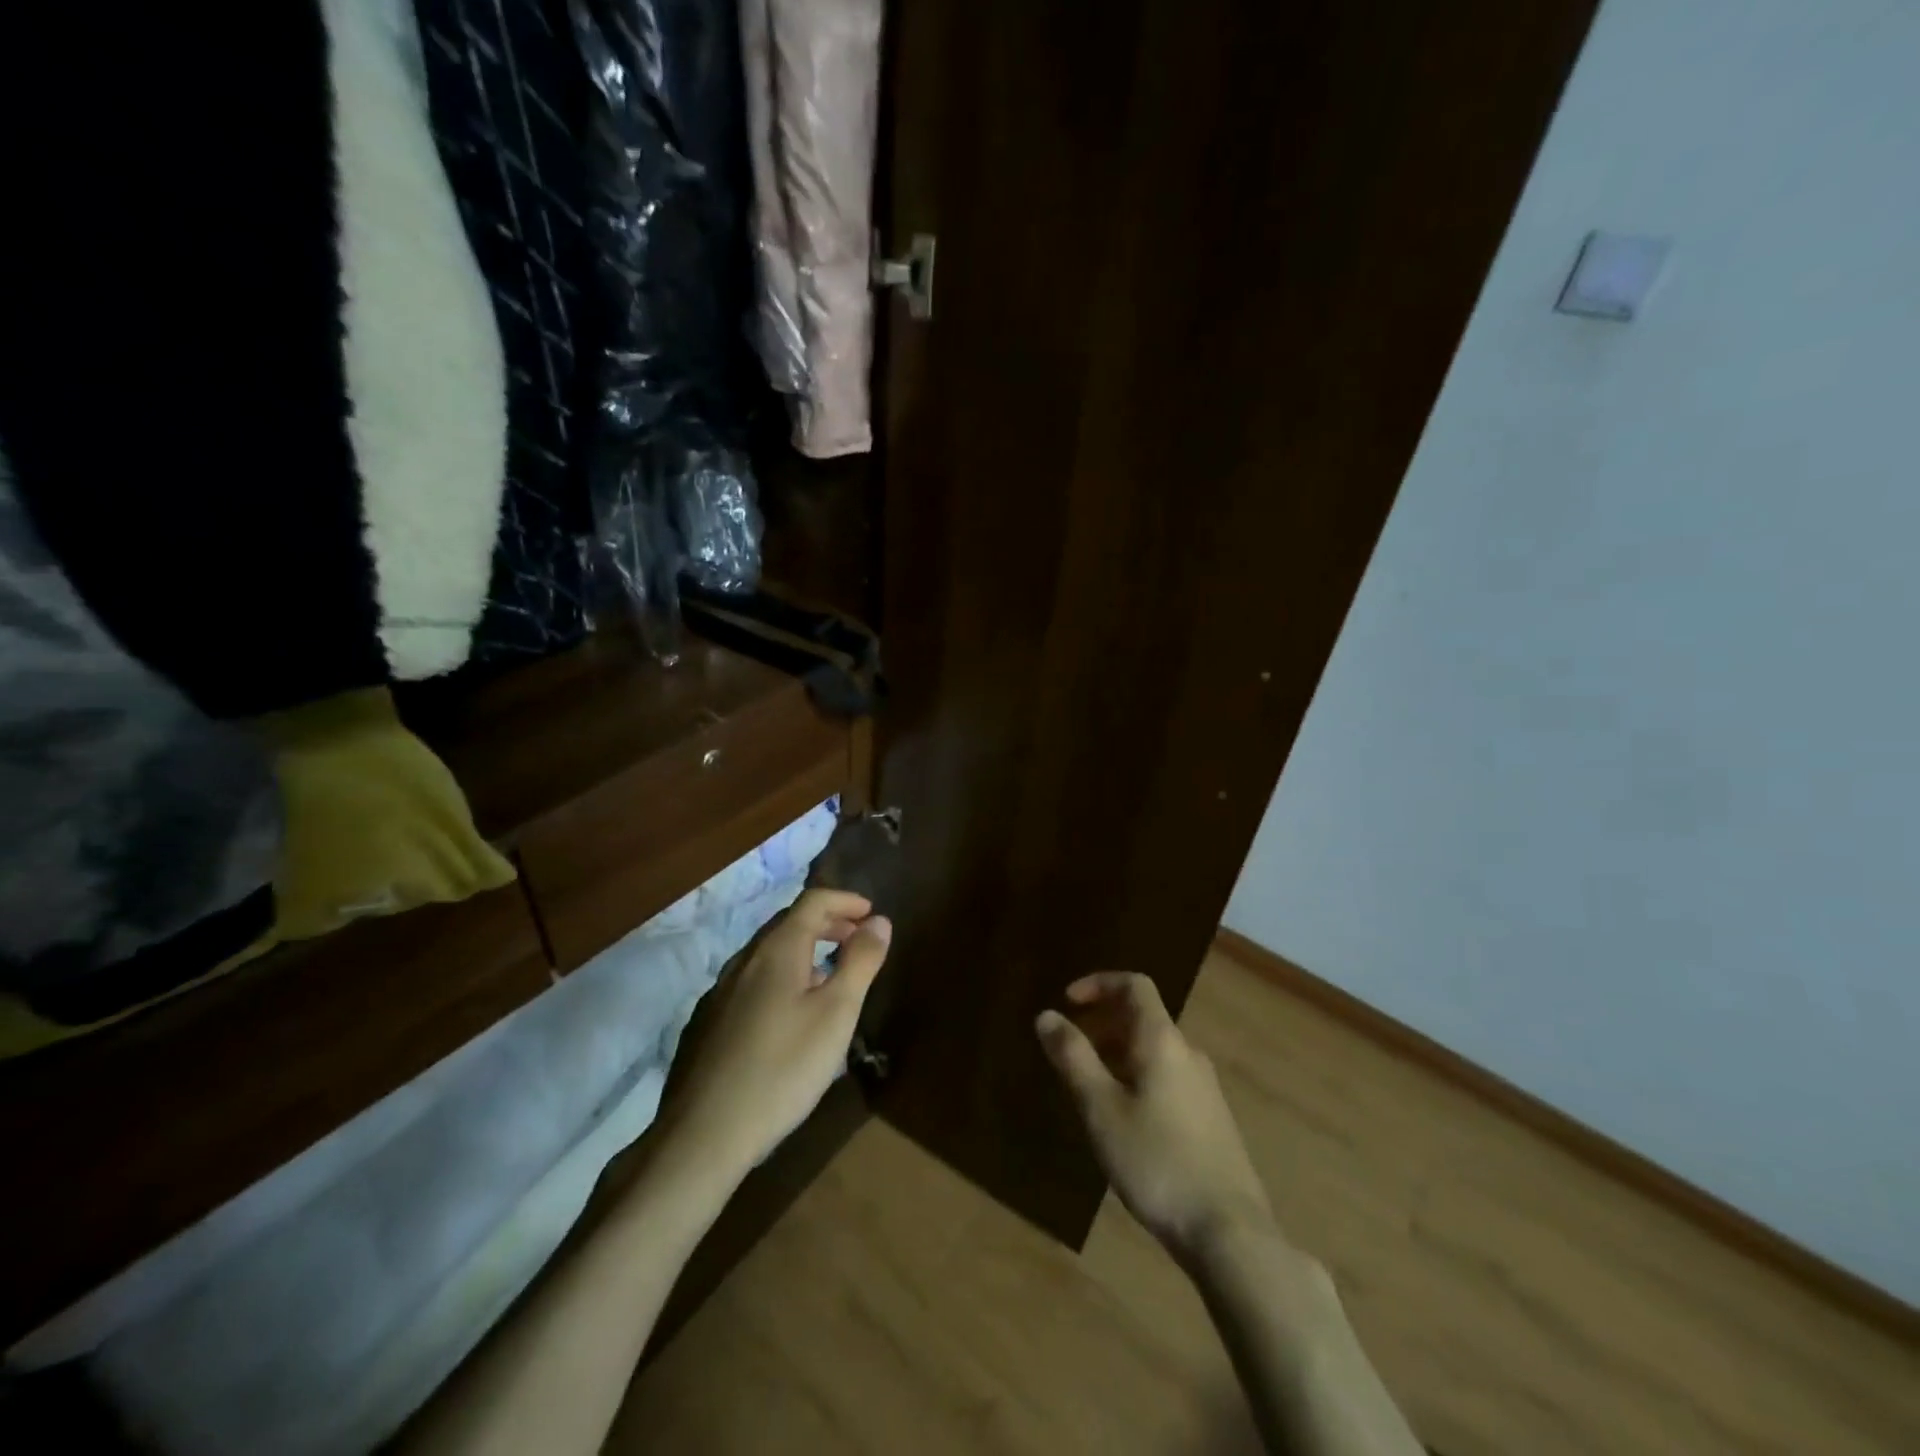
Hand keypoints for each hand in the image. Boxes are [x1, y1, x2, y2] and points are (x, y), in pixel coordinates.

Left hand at [666, 890, 890, 1170]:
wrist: (706, 1133)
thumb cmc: (784, 1067)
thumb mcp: (837, 1013)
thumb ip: (860, 962)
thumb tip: (879, 921)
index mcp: (777, 950)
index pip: (812, 901)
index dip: (845, 900)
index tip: (871, 912)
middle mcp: (746, 960)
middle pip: (789, 923)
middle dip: (827, 923)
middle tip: (857, 939)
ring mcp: (722, 991)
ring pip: (770, 954)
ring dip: (805, 950)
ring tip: (831, 974)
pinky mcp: (711, 1021)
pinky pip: (755, 980)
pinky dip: (784, 976)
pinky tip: (792, 1013)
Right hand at [1036, 972, 1272, 1262]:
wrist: (1229, 1232)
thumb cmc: (1156, 1161)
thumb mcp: (1101, 1108)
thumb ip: (1073, 1058)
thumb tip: (1046, 1016)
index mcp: (1162, 1040)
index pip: (1134, 985)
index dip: (1098, 983)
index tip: (1067, 1002)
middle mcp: (1188, 1052)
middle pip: (1143, 1017)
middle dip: (1102, 1023)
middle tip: (1070, 1050)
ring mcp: (1204, 1086)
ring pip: (1154, 1051)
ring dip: (1118, 1053)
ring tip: (1088, 1087)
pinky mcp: (1211, 1118)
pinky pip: (1167, 1077)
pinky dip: (1137, 1077)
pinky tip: (1123, 1120)